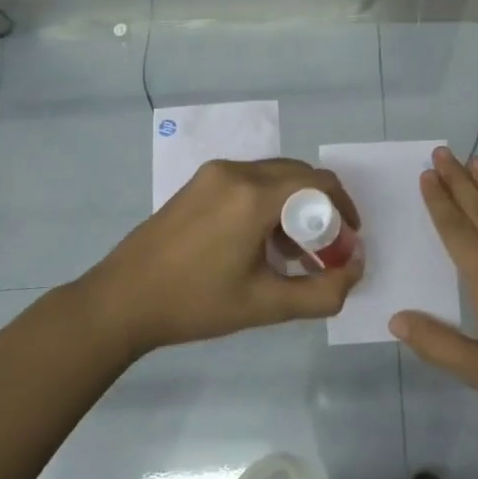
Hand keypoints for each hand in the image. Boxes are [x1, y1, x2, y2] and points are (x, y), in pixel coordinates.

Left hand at [79, 157, 362, 357]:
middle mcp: (236, 173)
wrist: (121, 302)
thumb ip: (322, 291)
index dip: (345, 209)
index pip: (320, 183)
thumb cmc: (195, 304)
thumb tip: (356, 269)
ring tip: (294, 253)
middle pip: (299, 175)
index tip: (349, 240)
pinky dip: (268, 203)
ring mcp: (213, 174)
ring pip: (274, 177)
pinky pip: (249, 182)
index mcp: (254, 197)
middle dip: (321, 208)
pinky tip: (260, 243)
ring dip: (294, 206)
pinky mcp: (198, 183)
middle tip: (325, 248)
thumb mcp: (266, 306)